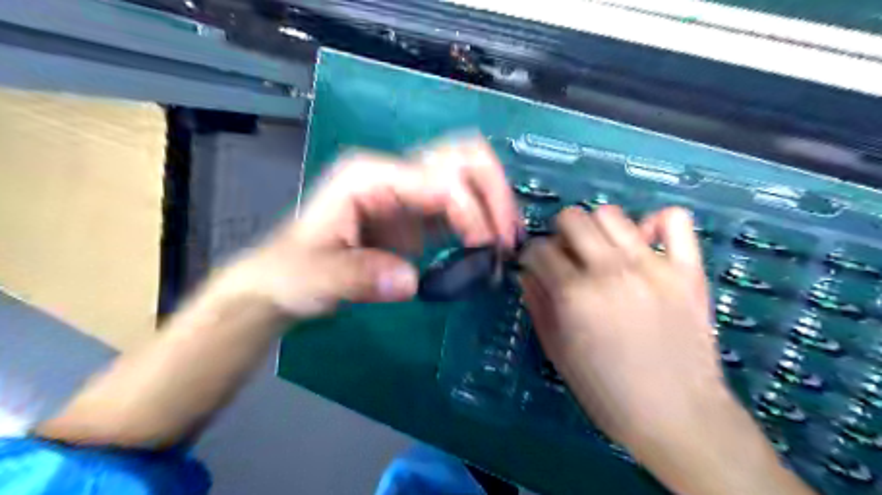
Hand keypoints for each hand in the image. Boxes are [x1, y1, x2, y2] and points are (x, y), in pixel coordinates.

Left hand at [238, 133, 518, 320]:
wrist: (287, 279)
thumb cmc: (293, 271)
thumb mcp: (316, 276)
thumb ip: (359, 276)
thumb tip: (411, 282)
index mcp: (370, 176)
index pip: (437, 179)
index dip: (469, 210)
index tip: (486, 249)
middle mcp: (394, 174)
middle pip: (461, 156)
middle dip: (493, 190)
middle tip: (508, 234)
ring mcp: (408, 192)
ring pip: (467, 174)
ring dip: (494, 201)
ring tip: (508, 239)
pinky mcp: (417, 215)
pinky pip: (460, 205)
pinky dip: (482, 219)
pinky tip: (492, 244)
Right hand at [518, 205, 726, 448]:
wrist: (677, 416)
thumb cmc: (607, 391)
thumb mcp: (557, 351)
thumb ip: (537, 304)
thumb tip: (526, 272)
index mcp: (574, 295)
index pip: (538, 249)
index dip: (531, 256)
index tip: (536, 268)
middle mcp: (610, 271)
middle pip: (572, 218)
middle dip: (559, 235)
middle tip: (567, 258)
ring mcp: (652, 266)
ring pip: (611, 214)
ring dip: (597, 229)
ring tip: (602, 253)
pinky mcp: (687, 270)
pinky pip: (674, 219)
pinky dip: (656, 222)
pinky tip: (645, 243)